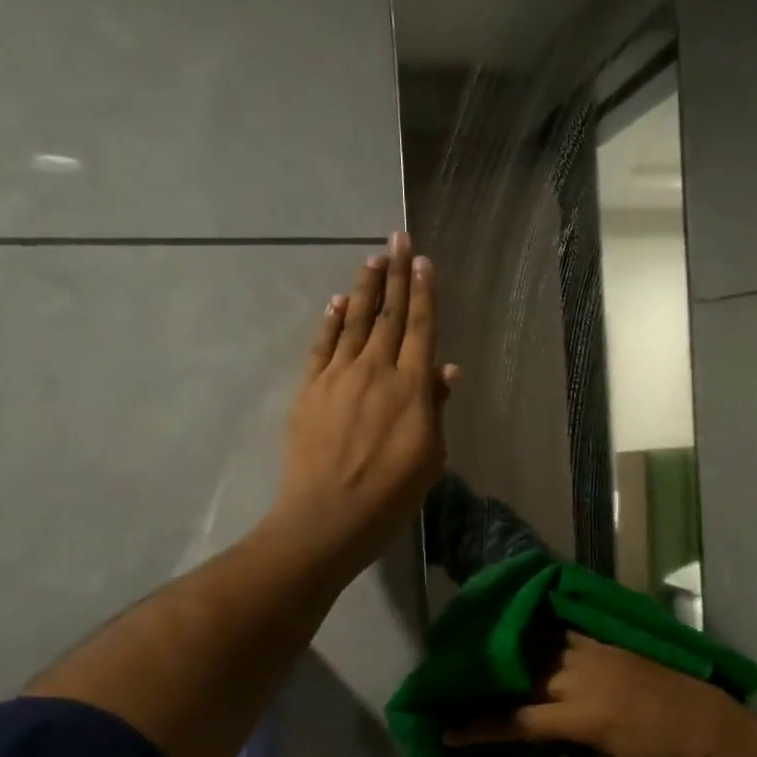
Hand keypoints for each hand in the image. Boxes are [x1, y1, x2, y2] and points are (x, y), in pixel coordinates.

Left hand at [272, 232, 456, 575]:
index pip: (420, 328)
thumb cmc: (390, 494)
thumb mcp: (429, 456)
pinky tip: (338, 302)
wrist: (327, 518)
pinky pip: (322, 346)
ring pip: (355, 322)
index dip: (423, 292)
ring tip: (372, 259)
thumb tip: (446, 367)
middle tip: (398, 239)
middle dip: (395, 274)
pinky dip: (332, 322)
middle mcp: (376, 370)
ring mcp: (339, 377)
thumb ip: (435, 406)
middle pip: (388, 314)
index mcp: (411, 387)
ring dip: (365, 288)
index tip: (423, 261)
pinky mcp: (310, 390)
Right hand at [446, 633, 756, 756]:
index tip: (449, 730)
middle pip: (524, 677)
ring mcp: (598, 655)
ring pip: (544, 648)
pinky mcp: (612, 645)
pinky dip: (547, 634)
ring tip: (489, 653)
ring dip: (516, 652)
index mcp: (580, 717)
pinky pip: (569, 634)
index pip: (518, 721)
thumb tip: (560, 735)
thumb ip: (578, 753)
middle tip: (463, 685)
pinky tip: (532, 632)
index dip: (481, 727)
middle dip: (491, 684)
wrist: (713, 730)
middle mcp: (582, 678)